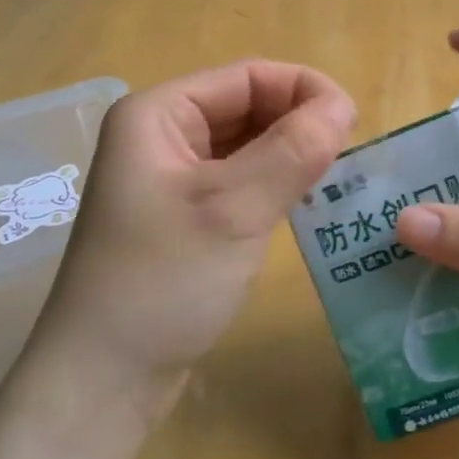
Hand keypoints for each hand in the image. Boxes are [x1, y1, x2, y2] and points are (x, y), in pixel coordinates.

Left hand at [15, 61, 355, 438]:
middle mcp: (160, 136)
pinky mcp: (182, 217)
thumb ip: (293, 150)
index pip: (247, 77)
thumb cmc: (163, 282)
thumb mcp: (234, 209)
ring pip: (245, 146)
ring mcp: (169, 179)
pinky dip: (272, 185)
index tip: (355, 124)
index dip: (304, 90)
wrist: (103, 381)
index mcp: (158, 115)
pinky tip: (304, 204)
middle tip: (351, 156)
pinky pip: (237, 182)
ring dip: (290, 155)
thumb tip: (342, 106)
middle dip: (298, 122)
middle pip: (245, 106)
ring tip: (336, 178)